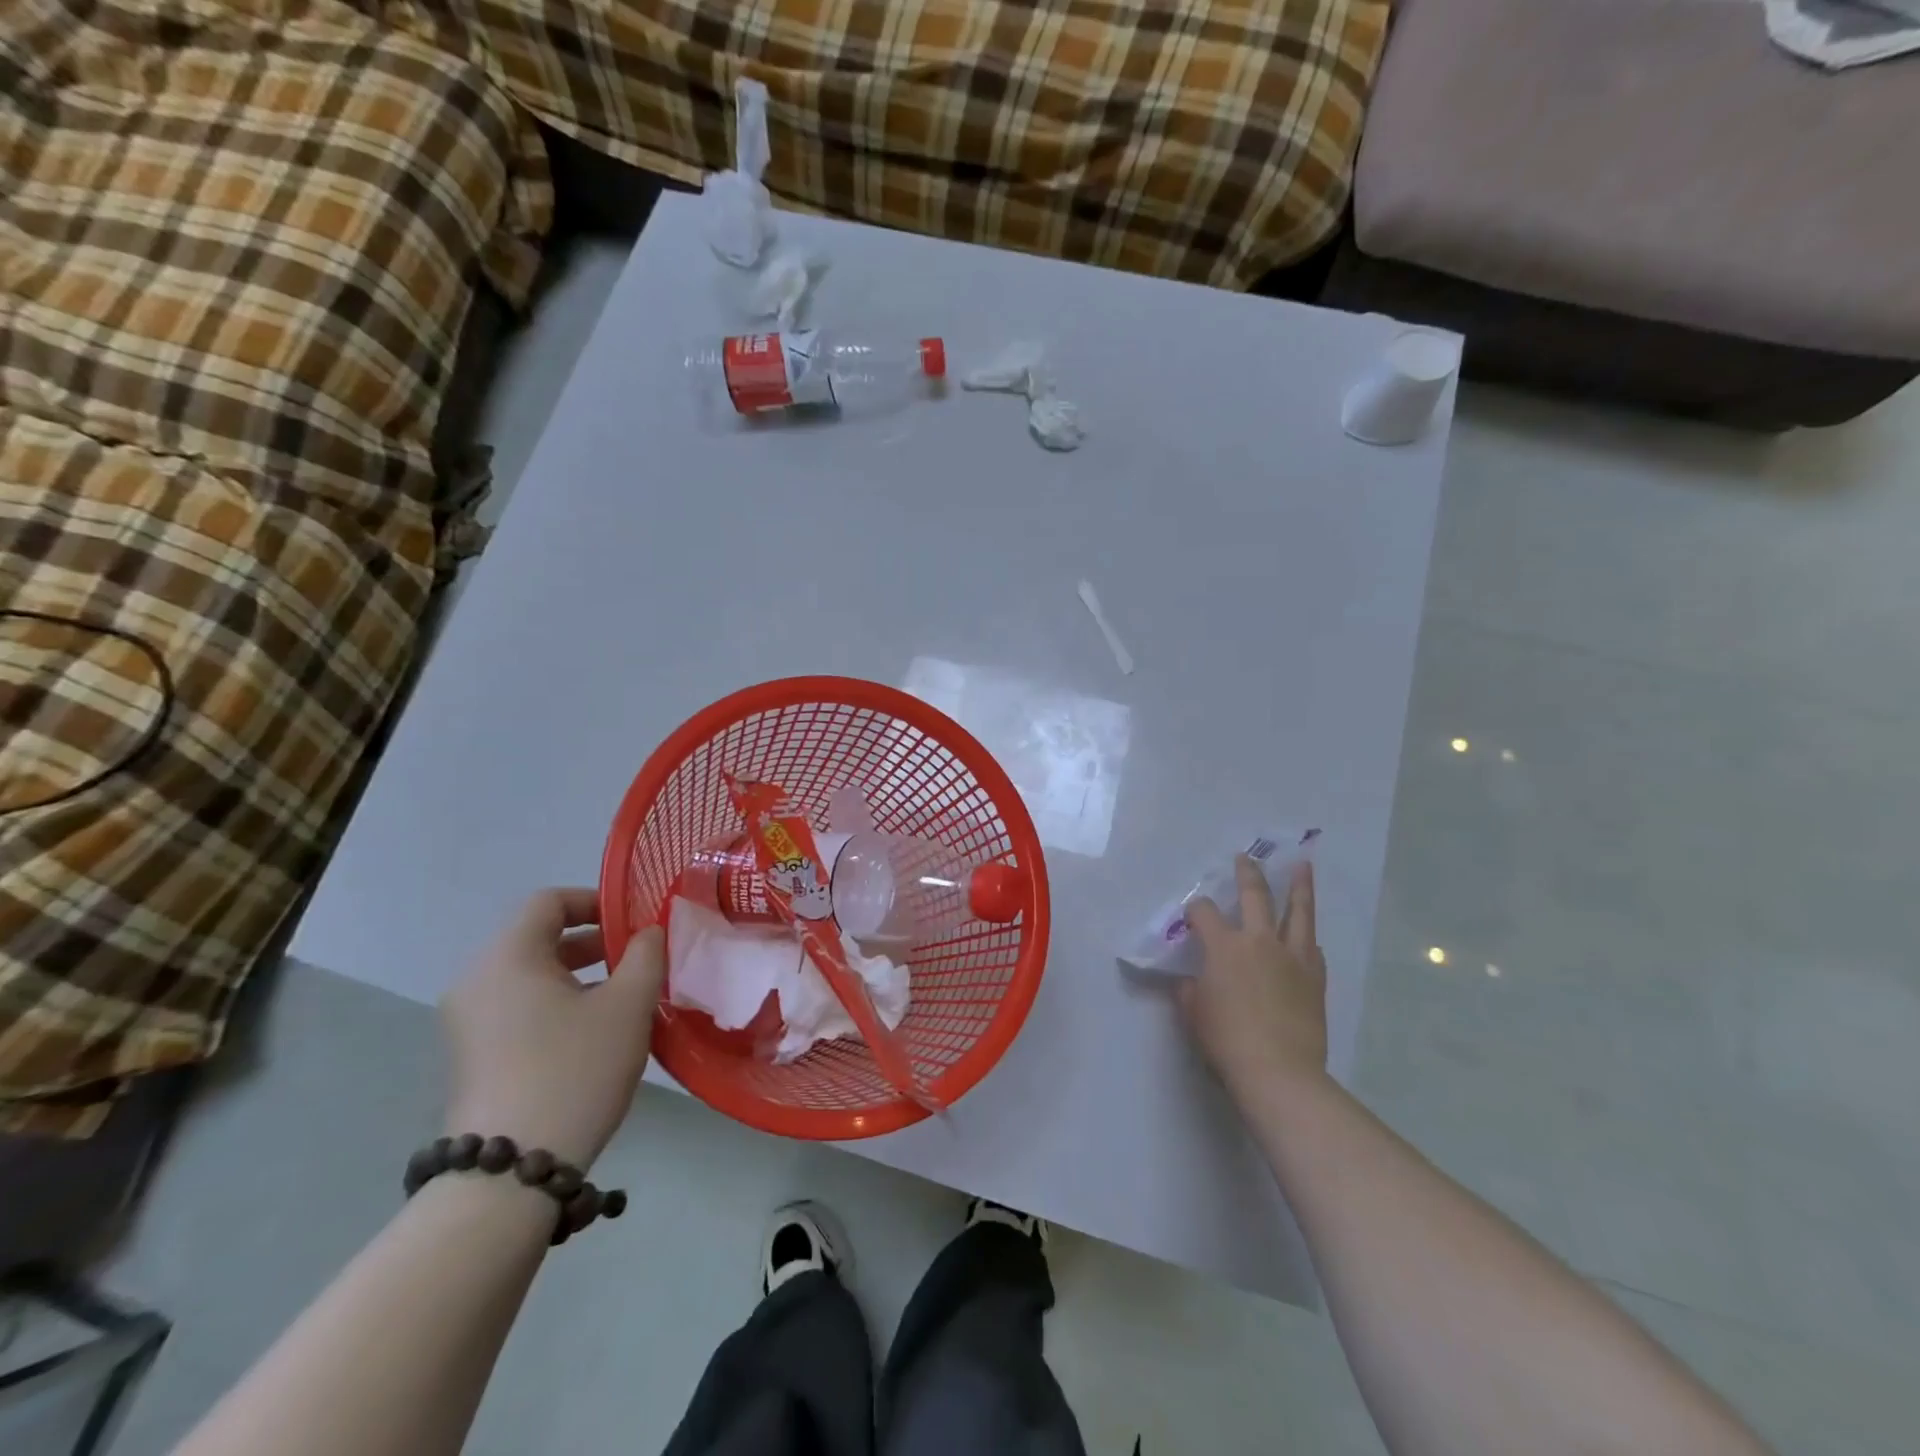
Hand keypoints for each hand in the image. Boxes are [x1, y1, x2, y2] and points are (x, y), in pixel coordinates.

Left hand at [440, 888, 664, 1168]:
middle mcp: (477, 980)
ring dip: (579, 974)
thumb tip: (648, 932)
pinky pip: (519, 1007)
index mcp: (508, 957)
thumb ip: (646, 955)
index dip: (596, 900)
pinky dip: (557, 1003)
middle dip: (594, 941)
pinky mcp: (472, 1056)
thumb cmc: (574, 1070)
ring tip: (625, 996)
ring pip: (531, 975)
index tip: (635, 921)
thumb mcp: (627, 1005)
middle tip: (639, 958)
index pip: (549, 901)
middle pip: (538, 937)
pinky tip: (594, 1032)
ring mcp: (468, 1022)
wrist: (511, 1172)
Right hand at [1180, 856, 1328, 1096]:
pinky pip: (1312, 947)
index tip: (1192, 915)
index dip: (1195, 910)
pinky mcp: (1315, 978)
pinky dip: (1307, 936)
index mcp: (1224, 946)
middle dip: (1247, 874)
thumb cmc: (1226, 1040)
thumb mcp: (1193, 1013)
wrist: (1279, 1071)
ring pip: (1297, 912)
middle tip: (1246, 857)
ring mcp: (1292, 958)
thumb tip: (1192, 981)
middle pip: (1255, 896)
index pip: (1204, 913)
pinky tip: (1307, 933)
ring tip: (1303, 866)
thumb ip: (1190, 990)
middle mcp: (1259, 941)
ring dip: (1299, 887)